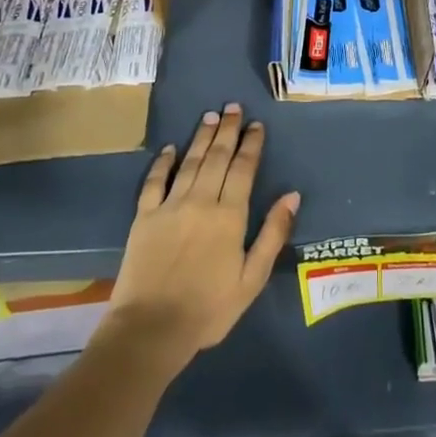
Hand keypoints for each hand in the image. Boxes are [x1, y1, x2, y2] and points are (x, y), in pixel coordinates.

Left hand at [106, 104, 298, 367]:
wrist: (151, 329)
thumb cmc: (209, 308)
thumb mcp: (252, 279)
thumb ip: (272, 234)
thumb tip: (292, 195)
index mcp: (230, 216)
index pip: (243, 169)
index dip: (251, 145)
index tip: (257, 125)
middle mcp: (201, 201)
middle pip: (217, 157)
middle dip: (228, 131)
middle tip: (233, 107)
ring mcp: (170, 206)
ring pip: (189, 162)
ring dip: (201, 138)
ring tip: (210, 117)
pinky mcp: (144, 217)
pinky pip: (154, 182)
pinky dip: (162, 162)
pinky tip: (170, 148)